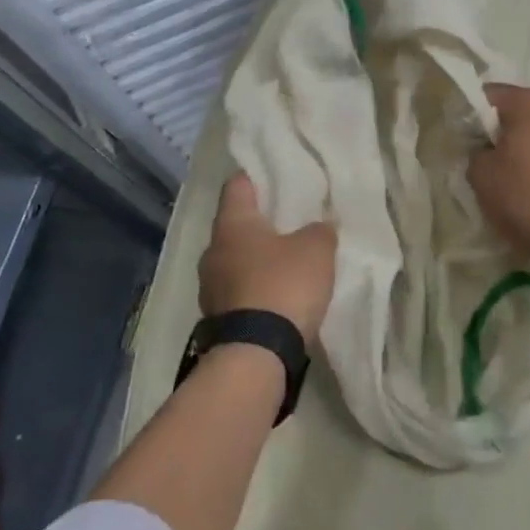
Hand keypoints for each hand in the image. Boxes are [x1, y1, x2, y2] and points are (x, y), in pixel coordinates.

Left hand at [199, 174, 335, 347]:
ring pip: (235, 260)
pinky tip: (277, 294)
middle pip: (235, 225)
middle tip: (289, 220)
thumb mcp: (317, 250)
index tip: (275, 175)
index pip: (237, 185)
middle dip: (260, 222)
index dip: (256, 176)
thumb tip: (318, 227)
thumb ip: (319, 230)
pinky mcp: (216, 318)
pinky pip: (238, 291)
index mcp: (232, 225)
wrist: (255, 354)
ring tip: (287, 261)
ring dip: (257, 259)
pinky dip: (255, 288)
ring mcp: (210, 287)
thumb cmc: (283, 286)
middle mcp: (212, 251)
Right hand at [469, 85, 529, 269]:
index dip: (472, 113)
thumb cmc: (524, 198)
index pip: (490, 94)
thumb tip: (485, 150)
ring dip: (528, 144)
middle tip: (485, 156)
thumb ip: (476, 150)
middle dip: (502, 129)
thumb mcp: (480, 174)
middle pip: (520, 110)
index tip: (463, 137)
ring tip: (513, 174)